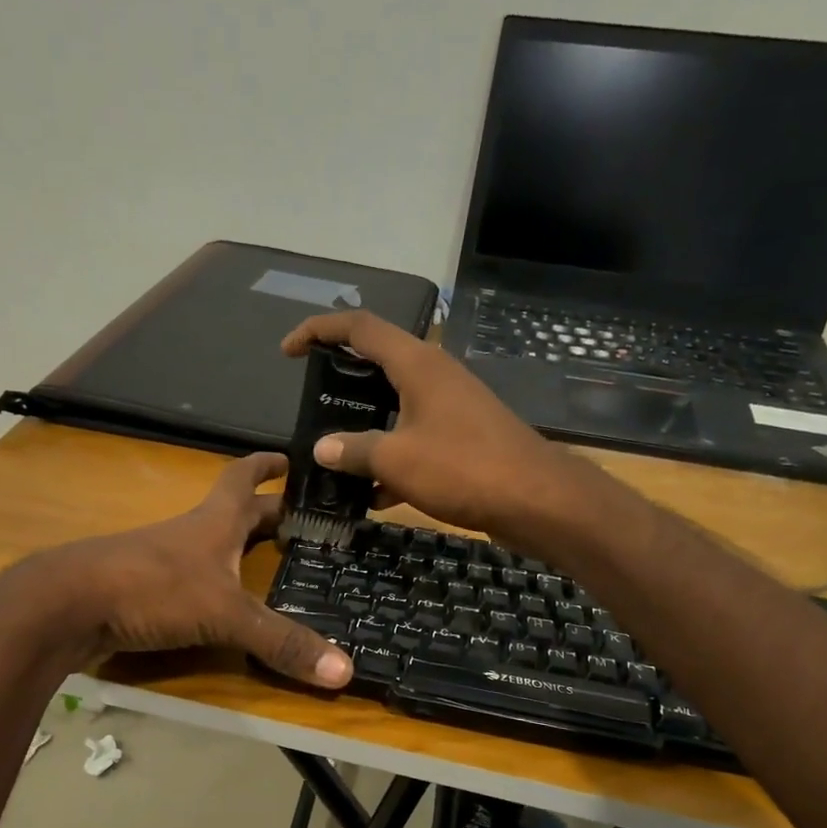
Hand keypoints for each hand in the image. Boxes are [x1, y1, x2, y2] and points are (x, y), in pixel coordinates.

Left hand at [0, 453, 352, 687]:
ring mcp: (162, 561)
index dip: (268, 466)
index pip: (244, 479)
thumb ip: (281, 641)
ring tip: (270, 564)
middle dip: (266, 514)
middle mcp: (190, 534)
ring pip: (210, 546)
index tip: (291, 458)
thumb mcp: (225, 615)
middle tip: (301, 523)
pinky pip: (189, 580)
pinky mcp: (143, 590)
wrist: (67, 606)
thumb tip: (345, 672)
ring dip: (238, 549)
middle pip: (233, 514)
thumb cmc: (152, 589)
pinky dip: (212, 584)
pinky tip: (222, 603)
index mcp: (214, 522)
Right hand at [280, 310, 600, 547]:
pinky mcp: (464, 437)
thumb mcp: (396, 459)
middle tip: (312, 402)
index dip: (319, 330)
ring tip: (335, 454)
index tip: (289, 352)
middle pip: (378, 362)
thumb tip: (322, 448)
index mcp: (417, 364)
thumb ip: (353, 450)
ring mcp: (452, 407)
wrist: (537, 500)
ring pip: (396, 406)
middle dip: (342, 380)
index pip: (359, 327)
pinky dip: (392, 458)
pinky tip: (374, 496)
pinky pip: (416, 438)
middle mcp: (435, 376)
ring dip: (366, 427)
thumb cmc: (463, 467)